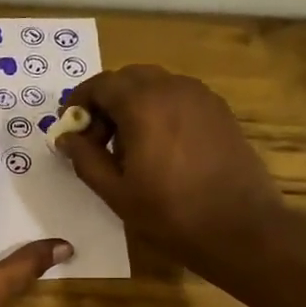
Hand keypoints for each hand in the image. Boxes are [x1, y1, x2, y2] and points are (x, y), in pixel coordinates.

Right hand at [56, 65, 285, 275]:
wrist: (240, 227)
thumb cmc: (170, 213)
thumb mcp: (115, 192)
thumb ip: (85, 158)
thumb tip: (65, 137)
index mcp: (143, 104)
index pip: (101, 84)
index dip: (79, 101)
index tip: (69, 126)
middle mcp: (173, 88)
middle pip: (128, 78)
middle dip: (106, 101)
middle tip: (95, 139)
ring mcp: (202, 97)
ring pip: (155, 85)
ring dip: (132, 105)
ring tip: (126, 147)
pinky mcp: (220, 112)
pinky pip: (178, 98)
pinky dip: (159, 111)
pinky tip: (158, 148)